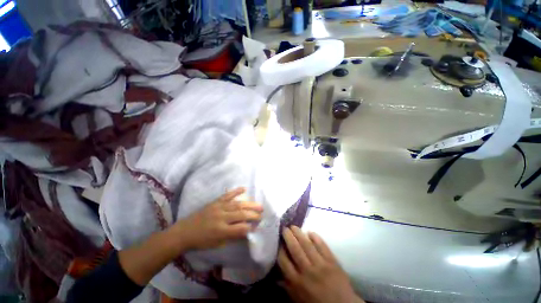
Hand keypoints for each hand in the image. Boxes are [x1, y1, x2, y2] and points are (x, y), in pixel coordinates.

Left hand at [172, 188, 262, 250]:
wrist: (184, 232)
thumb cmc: (201, 241)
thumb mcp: (217, 244)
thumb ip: (233, 236)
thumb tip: (246, 230)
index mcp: (221, 231)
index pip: (240, 229)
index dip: (250, 228)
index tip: (257, 226)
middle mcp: (221, 218)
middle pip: (241, 215)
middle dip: (253, 215)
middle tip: (262, 214)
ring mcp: (218, 208)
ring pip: (237, 205)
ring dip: (250, 204)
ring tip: (259, 205)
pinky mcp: (215, 202)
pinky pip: (227, 195)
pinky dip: (236, 191)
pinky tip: (244, 189)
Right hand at [278, 226, 364, 302]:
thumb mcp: (298, 300)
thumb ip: (287, 286)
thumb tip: (276, 276)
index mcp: (297, 282)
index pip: (284, 261)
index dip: (280, 249)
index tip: (279, 242)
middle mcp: (307, 271)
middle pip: (295, 249)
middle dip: (288, 236)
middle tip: (285, 228)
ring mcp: (321, 265)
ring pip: (307, 244)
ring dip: (299, 233)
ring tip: (293, 226)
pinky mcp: (332, 261)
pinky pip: (322, 246)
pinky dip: (316, 237)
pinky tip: (310, 232)